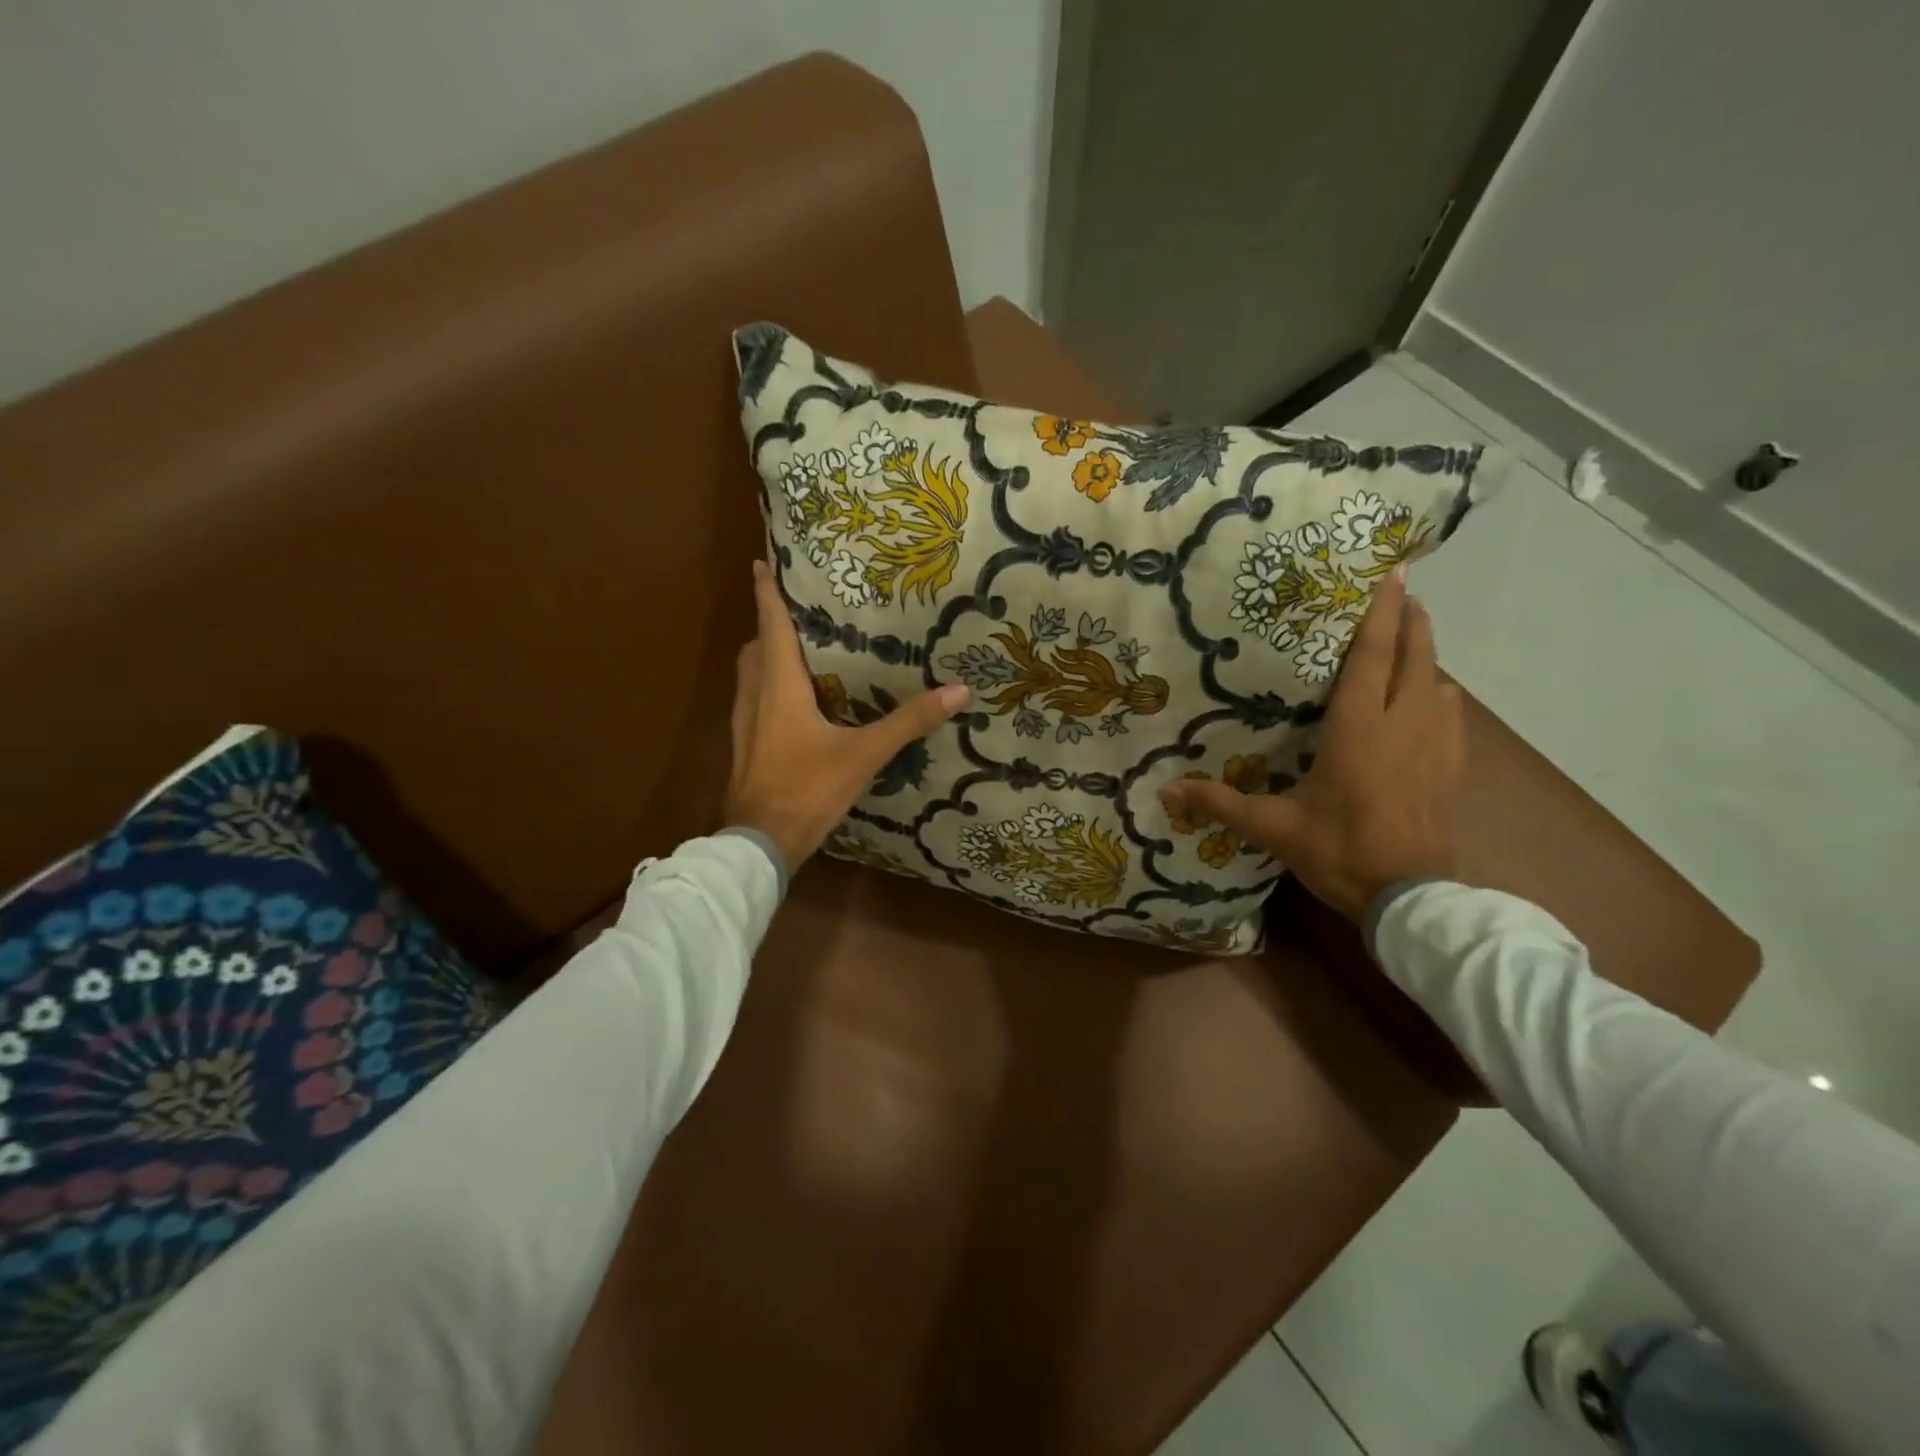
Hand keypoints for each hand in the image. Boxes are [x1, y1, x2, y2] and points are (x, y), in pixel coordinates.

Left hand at [727, 560, 970, 873]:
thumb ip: (908, 722)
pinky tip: (794, 702)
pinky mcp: (744, 746)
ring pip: (751, 674)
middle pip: (757, 645)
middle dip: (772, 623)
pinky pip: (753, 700)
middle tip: (800, 609)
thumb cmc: (807, 788)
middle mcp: (754, 695)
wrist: (760, 843)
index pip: (771, 624)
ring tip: (800, 649)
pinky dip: (769, 686)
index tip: (763, 560)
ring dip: (768, 655)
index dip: (767, 590)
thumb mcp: (864, 754)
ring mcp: (743, 722)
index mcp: (778, 685)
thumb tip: (958, 691)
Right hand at [1158, 568, 1463, 923]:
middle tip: (1405, 592)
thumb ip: (1220, 804)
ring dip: (1427, 655)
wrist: (1409, 897)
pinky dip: (1443, 694)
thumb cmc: (1339, 851)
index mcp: (1359, 728)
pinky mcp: (1451, 769)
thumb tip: (1164, 793)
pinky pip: (1453, 716)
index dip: (1381, 615)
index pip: (1372, 657)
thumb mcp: (1273, 828)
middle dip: (1412, 621)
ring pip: (1439, 682)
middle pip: (1416, 657)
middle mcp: (1402, 724)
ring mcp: (1435, 745)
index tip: (1390, 576)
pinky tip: (1438, 696)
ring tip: (1413, 639)